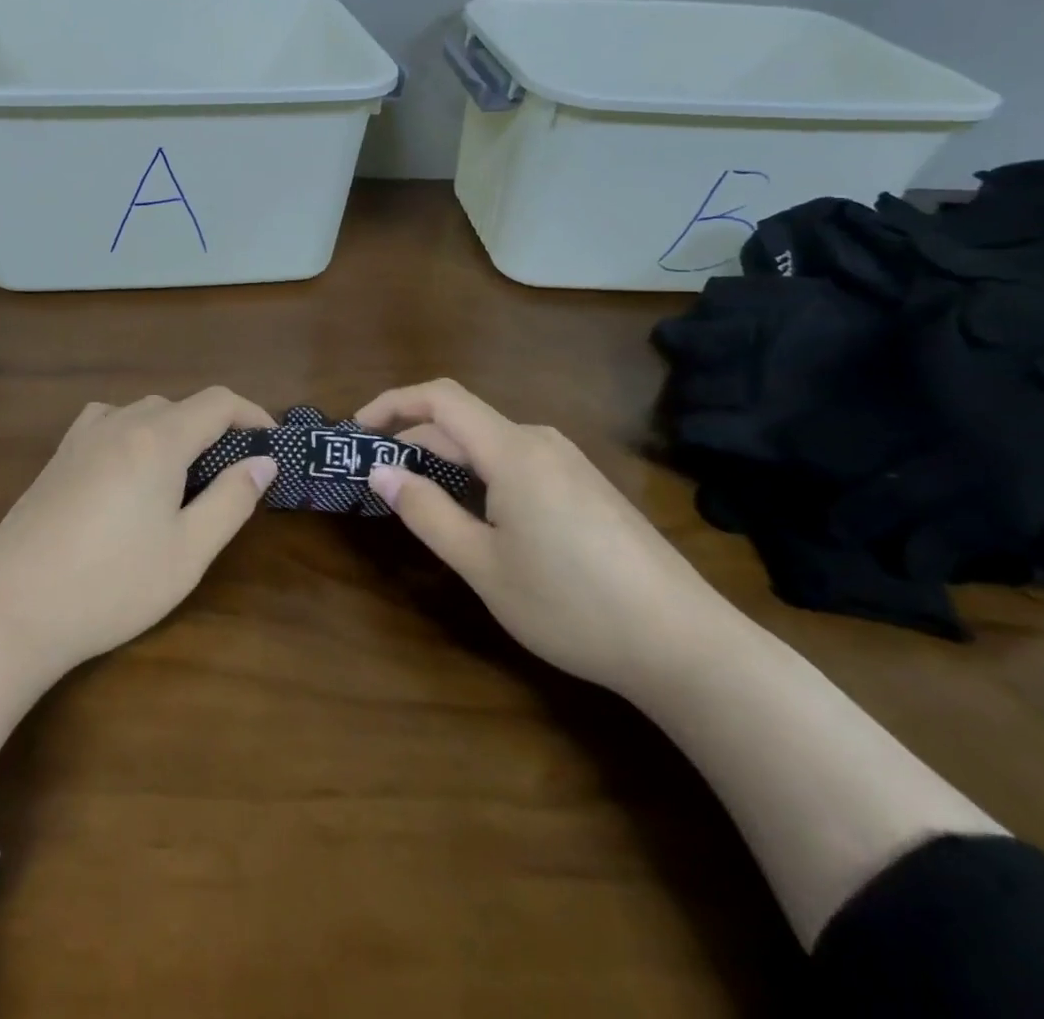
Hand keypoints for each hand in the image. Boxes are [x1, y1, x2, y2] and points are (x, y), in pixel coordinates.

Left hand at [0, 388, 275, 810]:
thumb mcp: (188, 552)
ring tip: (182, 477)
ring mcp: (81, 438)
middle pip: (179, 406)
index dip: (252, 414)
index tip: (273, 444)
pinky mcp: (57, 458)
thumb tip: (263, 462)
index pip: (217, 402)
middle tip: (230, 477)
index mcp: (157, 439)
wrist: (12, 608)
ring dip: (172, 430)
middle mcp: (119, 424)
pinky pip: (106, 423)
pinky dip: (133, 433)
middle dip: (214, 430)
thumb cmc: (111, 585)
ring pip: (141, 412)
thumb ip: (231, 500)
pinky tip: (128, 472)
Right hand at [356, 379, 736, 693]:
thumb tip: (380, 471)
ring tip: (420, 499)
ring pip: (491, 444)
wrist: (685, 644)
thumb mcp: (483, 565)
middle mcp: (541, 443)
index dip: (392, 403)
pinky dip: (480, 474)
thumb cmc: (571, 604)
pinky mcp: (587, 488)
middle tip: (378, 479)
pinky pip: (518, 463)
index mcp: (513, 452)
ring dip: (446, 460)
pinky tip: (478, 516)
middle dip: (413, 440)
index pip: (440, 398)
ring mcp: (570, 464)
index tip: (357, 431)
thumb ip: (426, 512)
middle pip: (463, 422)